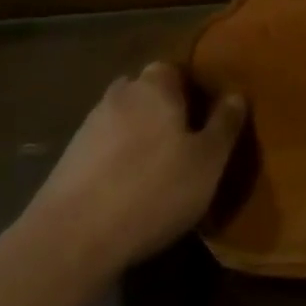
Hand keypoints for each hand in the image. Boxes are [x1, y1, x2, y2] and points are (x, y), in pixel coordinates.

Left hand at [27, 63, 246, 275]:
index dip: (193, 87)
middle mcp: (119, 95)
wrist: (71, 238)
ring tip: (159, 169)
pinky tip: (129, 189)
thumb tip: (236, 94)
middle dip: (164, 109)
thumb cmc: (153, 190)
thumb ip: (224, 124)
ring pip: (124, 119)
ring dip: (140, 136)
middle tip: (186, 141)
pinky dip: (118, 160)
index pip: (175, 68)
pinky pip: (104, 148)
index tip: (208, 112)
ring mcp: (89, 126)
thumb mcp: (207, 161)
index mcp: (154, 86)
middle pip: (147, 92)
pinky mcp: (68, 160)